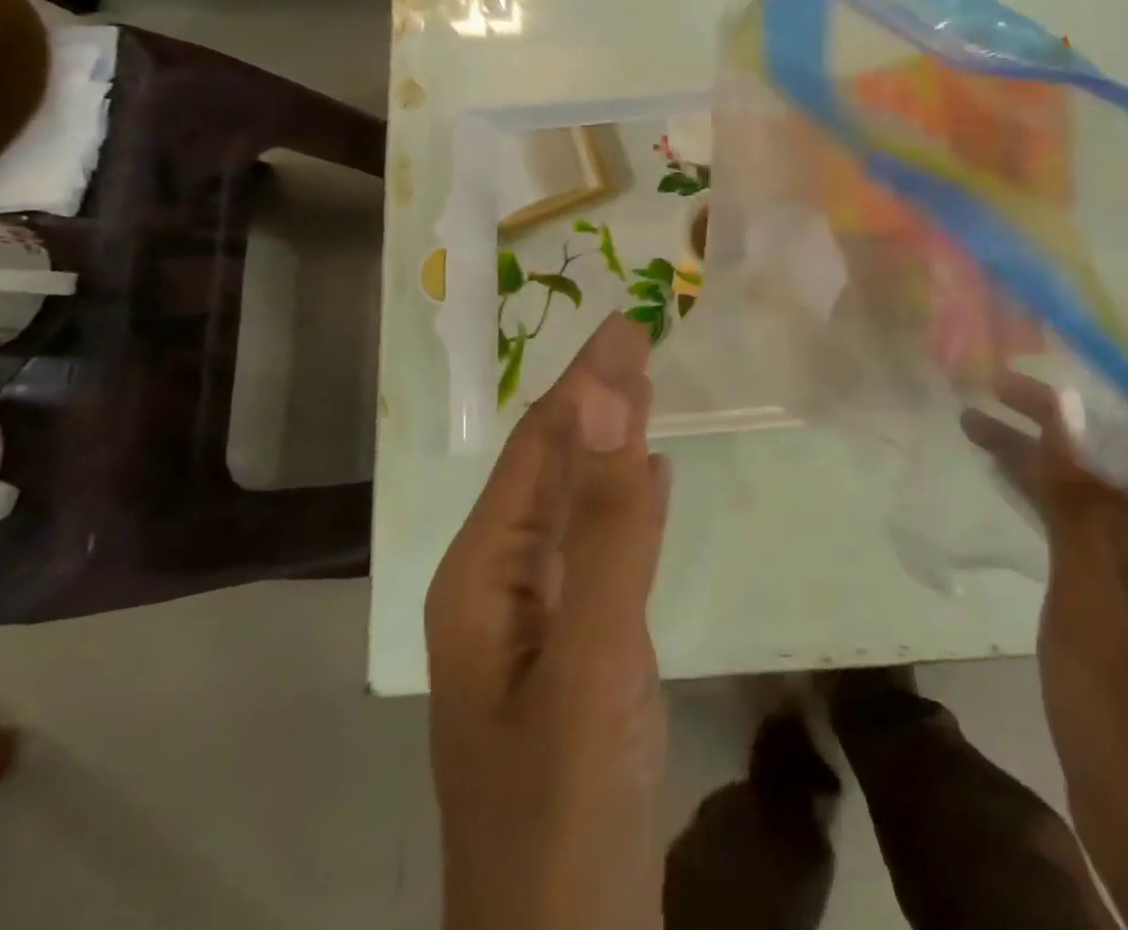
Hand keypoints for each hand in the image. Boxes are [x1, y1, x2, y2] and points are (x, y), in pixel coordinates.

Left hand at [426, 314, 670, 929]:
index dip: (585, 381)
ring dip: (606, 440)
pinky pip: (595, 547)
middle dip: (592, 397)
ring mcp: (534, 620)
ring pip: (572, 503)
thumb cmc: (568, 804)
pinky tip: (644, 478)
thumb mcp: (591, 655)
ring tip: (642, 386)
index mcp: (482, 574)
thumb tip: (601, 397)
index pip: (540, 446)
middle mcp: (497, 584)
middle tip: (638, 336)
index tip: (628, 323)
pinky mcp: (572, 647)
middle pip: (550, 467)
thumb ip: (602, 523)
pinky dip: (622, 498)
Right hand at [962, 374, 1127, 929]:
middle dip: (1067, 419)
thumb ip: (1077, 501)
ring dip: (1046, 459)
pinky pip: (1089, 530)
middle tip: (1003, 380)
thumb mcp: (1093, 597)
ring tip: (980, 416)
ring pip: (1101, 495)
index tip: (1086, 348)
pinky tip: (1003, 475)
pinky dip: (1049, 501)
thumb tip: (1063, 413)